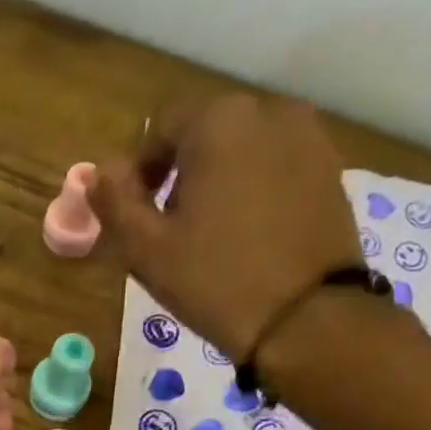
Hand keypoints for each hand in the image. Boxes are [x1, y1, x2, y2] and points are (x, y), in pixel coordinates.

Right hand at [89, 93, 362, 362]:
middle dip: (182, 174)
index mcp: (217, 121)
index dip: (141, 170)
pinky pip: (276, 167)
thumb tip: (100, 172)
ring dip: (220, 180)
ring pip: (244, 149)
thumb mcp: (147, 250)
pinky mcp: (330, 168)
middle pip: (206, 133)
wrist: (305, 318)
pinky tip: (249, 236)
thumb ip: (115, 203)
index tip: (136, 215)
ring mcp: (307, 137)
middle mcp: (267, 110)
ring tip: (212, 235)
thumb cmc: (215, 282)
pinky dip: (255, 190)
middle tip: (171, 230)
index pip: (162, 127)